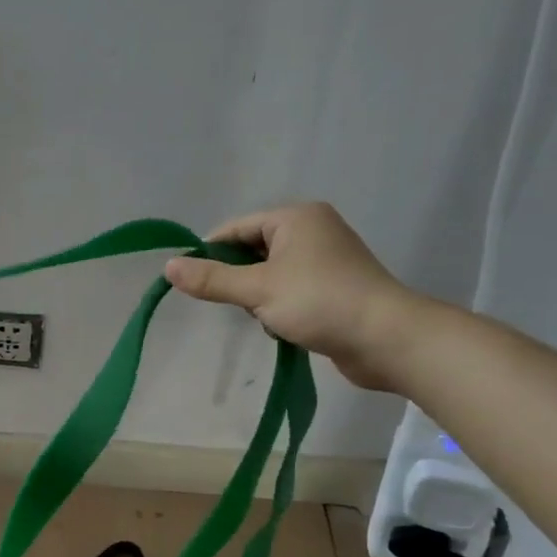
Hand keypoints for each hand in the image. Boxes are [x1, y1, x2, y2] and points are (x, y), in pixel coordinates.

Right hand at [164, 203, 424, 391]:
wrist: (388, 339)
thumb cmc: (320, 302)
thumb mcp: (258, 290)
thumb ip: (212, 279)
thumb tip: (168, 267)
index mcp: (295, 218)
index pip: (236, 228)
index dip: (210, 253)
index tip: (191, 282)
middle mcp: (312, 230)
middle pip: (252, 249)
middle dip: (239, 279)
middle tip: (236, 303)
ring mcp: (326, 259)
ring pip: (270, 273)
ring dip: (260, 297)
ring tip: (267, 317)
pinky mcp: (335, 286)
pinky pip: (290, 289)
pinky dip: (280, 306)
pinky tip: (284, 326)